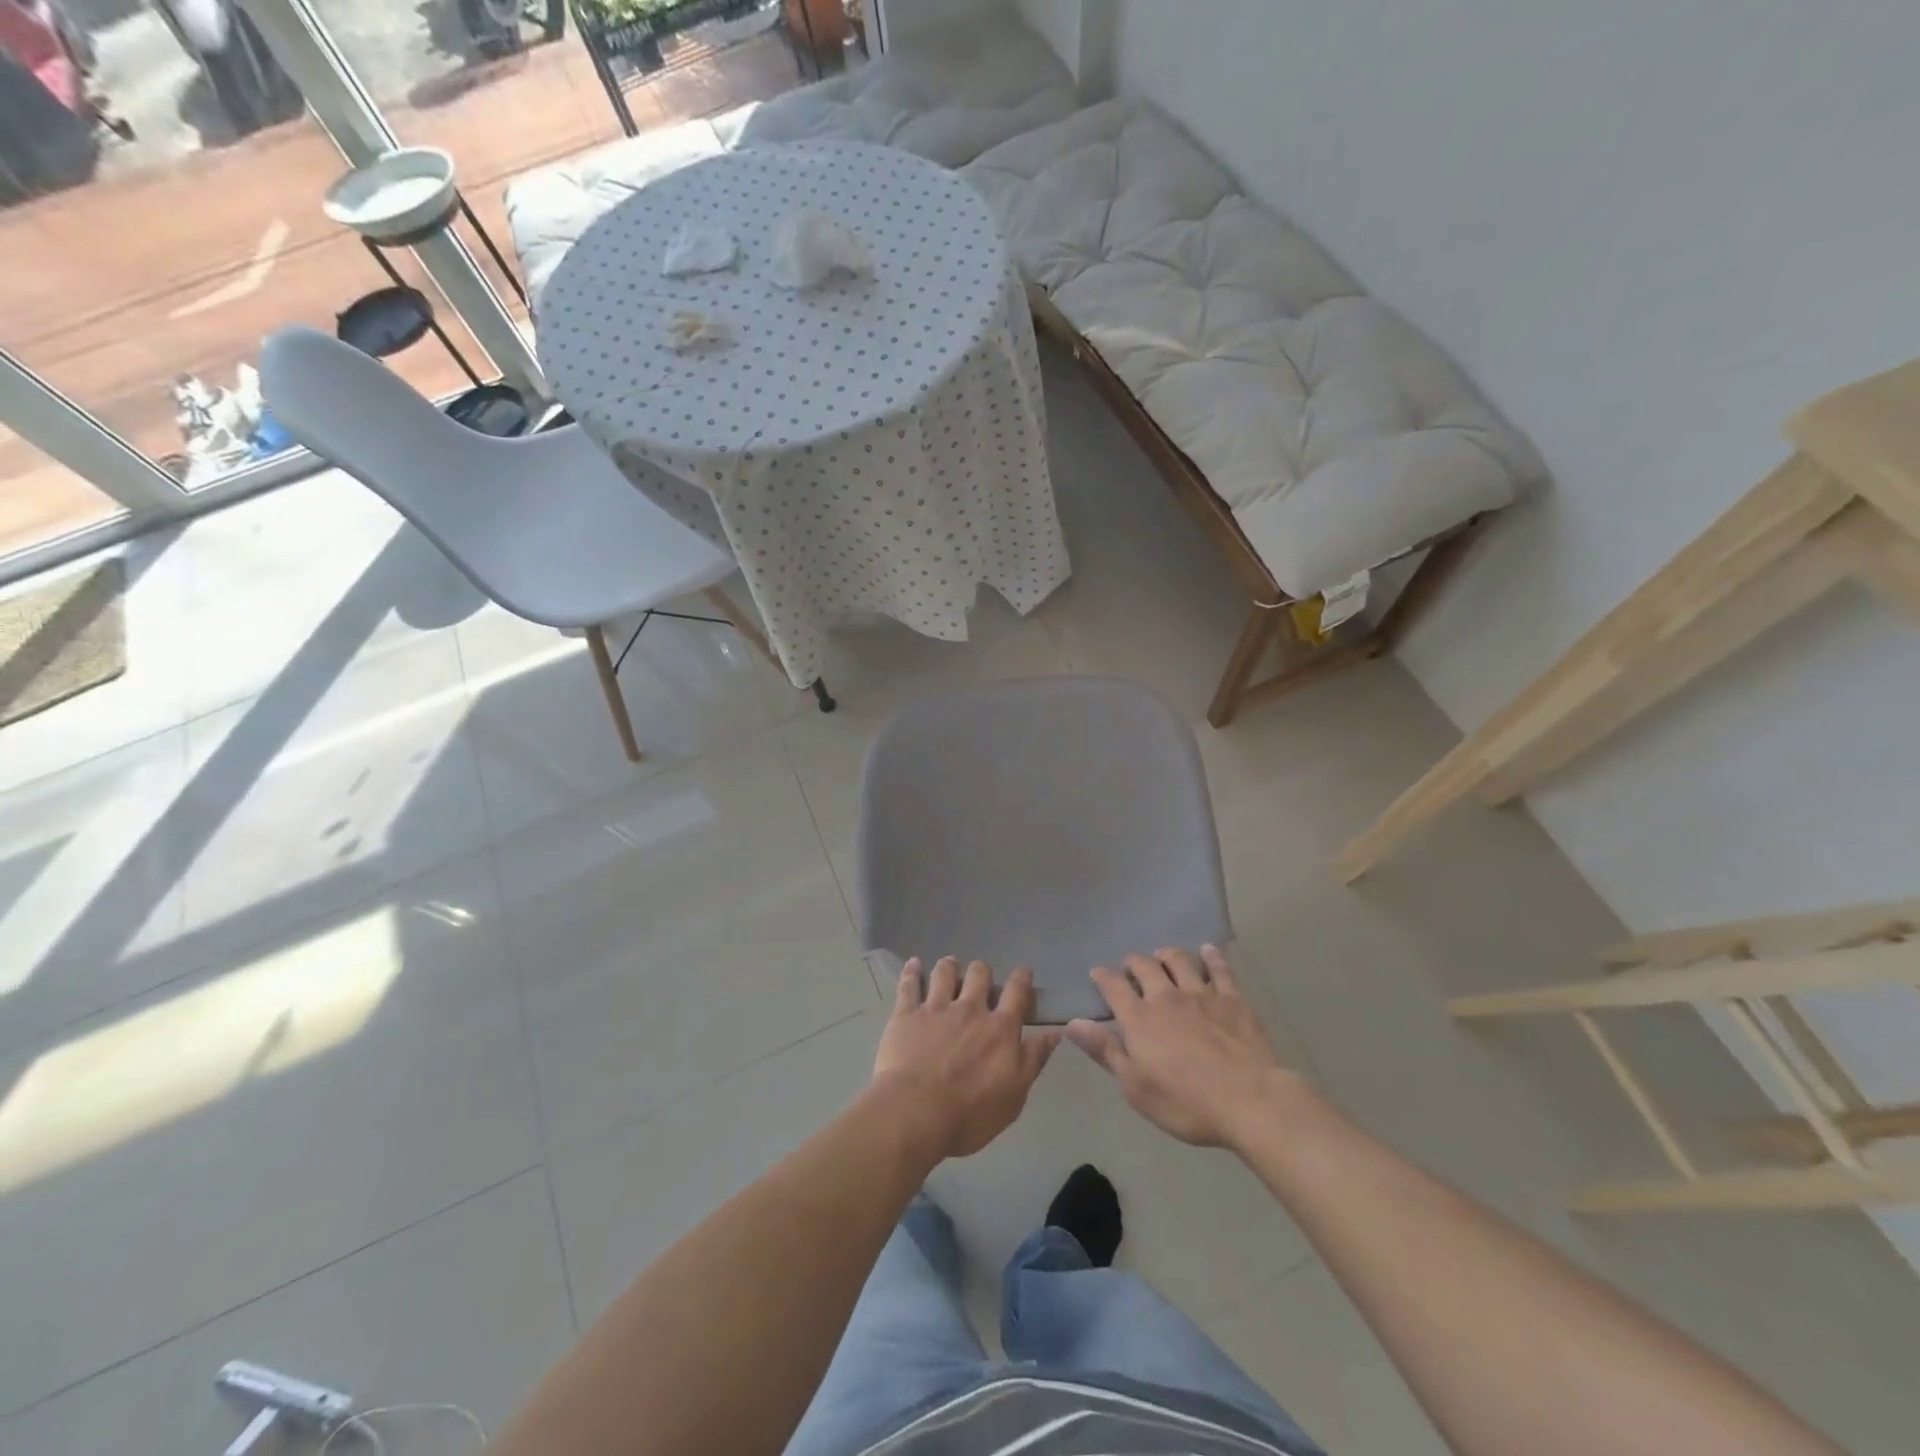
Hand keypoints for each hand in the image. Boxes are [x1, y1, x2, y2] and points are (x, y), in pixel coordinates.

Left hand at [871, 958, 1059, 1160]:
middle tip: (979, 978)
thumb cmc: (970, 1114)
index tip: (1023, 972)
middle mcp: (969, 1009)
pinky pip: (908, 984)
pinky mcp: (906, 1014)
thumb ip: (1033, 1059)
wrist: (916, 1113)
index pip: (1017, 993)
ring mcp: (936, 1008)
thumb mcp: (1015, 1095)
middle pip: (979, 975)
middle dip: (982, 972)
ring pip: (944, 973)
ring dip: (949, 966)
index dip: (1022, 978)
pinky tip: (913, 964)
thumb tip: (1054, 1032)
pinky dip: (912, 971)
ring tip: (949, 965)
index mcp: (999, 1029)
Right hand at [1066, 946, 1295, 1148]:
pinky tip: (1208, 951)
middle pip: (1144, 966)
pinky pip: (1219, 968)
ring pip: (1179, 960)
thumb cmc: (1187, 1103)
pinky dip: (1211, 956)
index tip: (1097, 973)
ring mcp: (1201, 994)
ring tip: (1163, 956)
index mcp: (1139, 1018)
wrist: (1251, 1101)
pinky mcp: (1233, 998)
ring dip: (1166, 955)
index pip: (1113, 986)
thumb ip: (1105, 1050)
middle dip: (1133, 963)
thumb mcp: (1136, 1087)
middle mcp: (1166, 997)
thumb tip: (1071, 1022)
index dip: (1102, 976)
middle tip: (1131, 968)